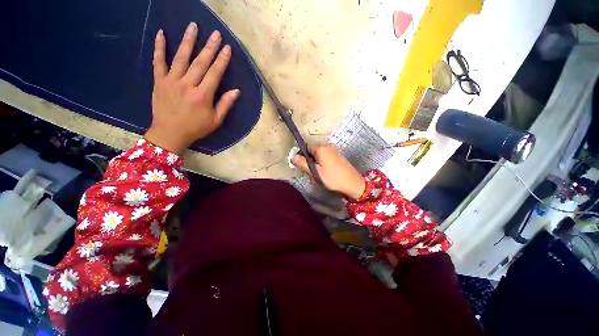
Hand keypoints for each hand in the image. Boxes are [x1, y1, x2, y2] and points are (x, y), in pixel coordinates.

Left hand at [145, 22, 239, 153]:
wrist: (169, 133)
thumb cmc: (196, 128)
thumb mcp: (216, 120)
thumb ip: (225, 104)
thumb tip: (236, 91)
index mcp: (203, 95)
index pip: (215, 73)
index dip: (222, 60)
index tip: (227, 48)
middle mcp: (188, 84)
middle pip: (200, 62)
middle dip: (209, 47)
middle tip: (216, 33)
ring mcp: (172, 81)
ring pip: (181, 57)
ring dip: (188, 41)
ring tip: (193, 26)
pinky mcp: (159, 81)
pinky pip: (158, 61)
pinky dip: (159, 47)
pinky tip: (161, 33)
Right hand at [292, 145, 365, 198]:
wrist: (353, 184)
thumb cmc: (332, 178)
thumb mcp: (315, 172)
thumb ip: (303, 164)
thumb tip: (292, 157)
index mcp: (321, 148)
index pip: (306, 147)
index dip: (302, 156)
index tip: (302, 166)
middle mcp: (328, 146)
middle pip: (313, 151)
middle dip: (310, 161)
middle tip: (311, 173)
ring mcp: (334, 151)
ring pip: (319, 156)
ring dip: (316, 164)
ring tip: (319, 175)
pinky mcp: (338, 156)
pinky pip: (326, 158)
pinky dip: (323, 164)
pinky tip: (325, 173)